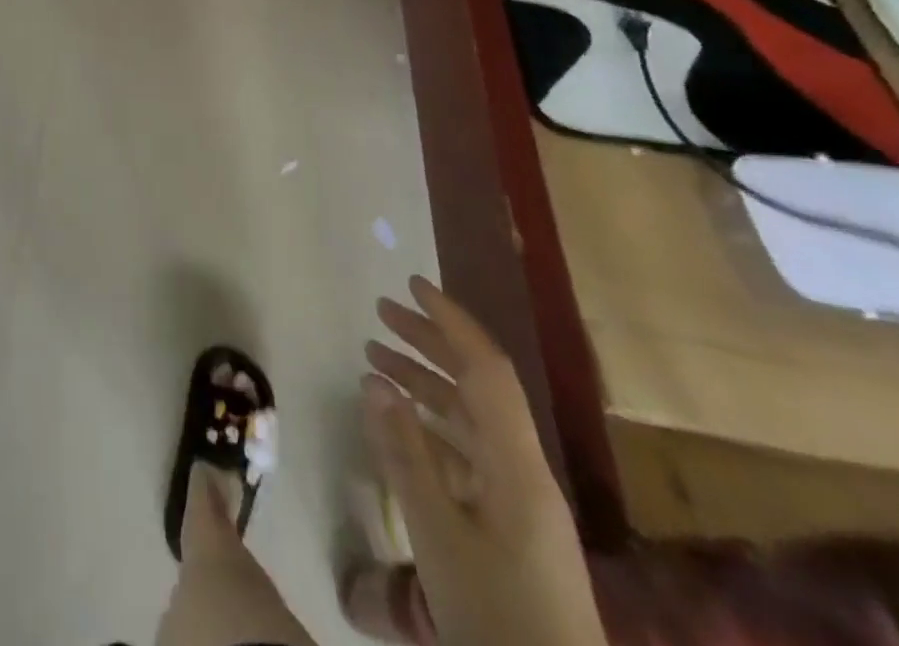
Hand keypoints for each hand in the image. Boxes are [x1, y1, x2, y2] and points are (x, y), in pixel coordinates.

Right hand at [362, 276, 602, 645]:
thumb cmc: (497, 617)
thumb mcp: (439, 534)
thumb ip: (405, 452)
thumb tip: (374, 378)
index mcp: (518, 467)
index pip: (486, 370)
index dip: (451, 322)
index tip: (411, 286)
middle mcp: (524, 472)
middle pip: (478, 387)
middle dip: (431, 343)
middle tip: (380, 313)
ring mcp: (520, 502)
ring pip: (470, 420)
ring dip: (425, 384)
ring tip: (374, 359)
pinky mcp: (511, 529)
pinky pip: (467, 454)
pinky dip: (431, 428)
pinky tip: (400, 425)